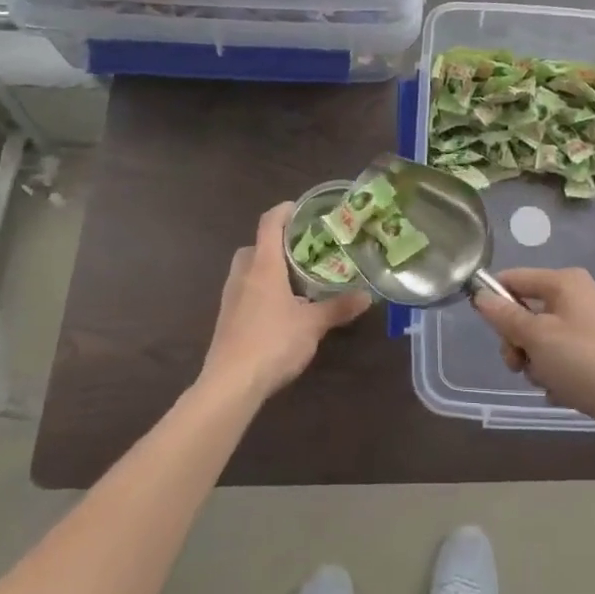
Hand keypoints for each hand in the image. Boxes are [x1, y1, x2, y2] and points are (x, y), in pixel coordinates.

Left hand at [199, 202, 370, 402]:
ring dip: (267, 269)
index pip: (269, 223)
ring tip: (295, 280)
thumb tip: (368, 296)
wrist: (230, 385)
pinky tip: (280, 310)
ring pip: (247, 270)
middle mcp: (243, 275)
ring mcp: (230, 298)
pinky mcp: (226, 319)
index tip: (302, 209)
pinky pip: (244, 292)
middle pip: (255, 246)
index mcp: (263, 265)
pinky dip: (260, 291)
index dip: (284, 211)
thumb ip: (339, 308)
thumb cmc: (273, 342)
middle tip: (302, 251)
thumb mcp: (313, 325)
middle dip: (275, 244)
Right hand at [471, 268, 594, 448]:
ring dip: (539, 363)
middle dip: (519, 341)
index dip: (495, 300)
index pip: (516, 278)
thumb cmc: (586, 363)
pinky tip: (567, 394)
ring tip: (549, 384)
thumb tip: (480, 294)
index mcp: (567, 282)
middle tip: (518, 365)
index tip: (486, 330)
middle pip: (530, 312)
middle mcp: (584, 296)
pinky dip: (561, 374)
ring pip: (548, 339)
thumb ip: (505, 316)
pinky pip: (569, 357)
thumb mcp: (537, 338)